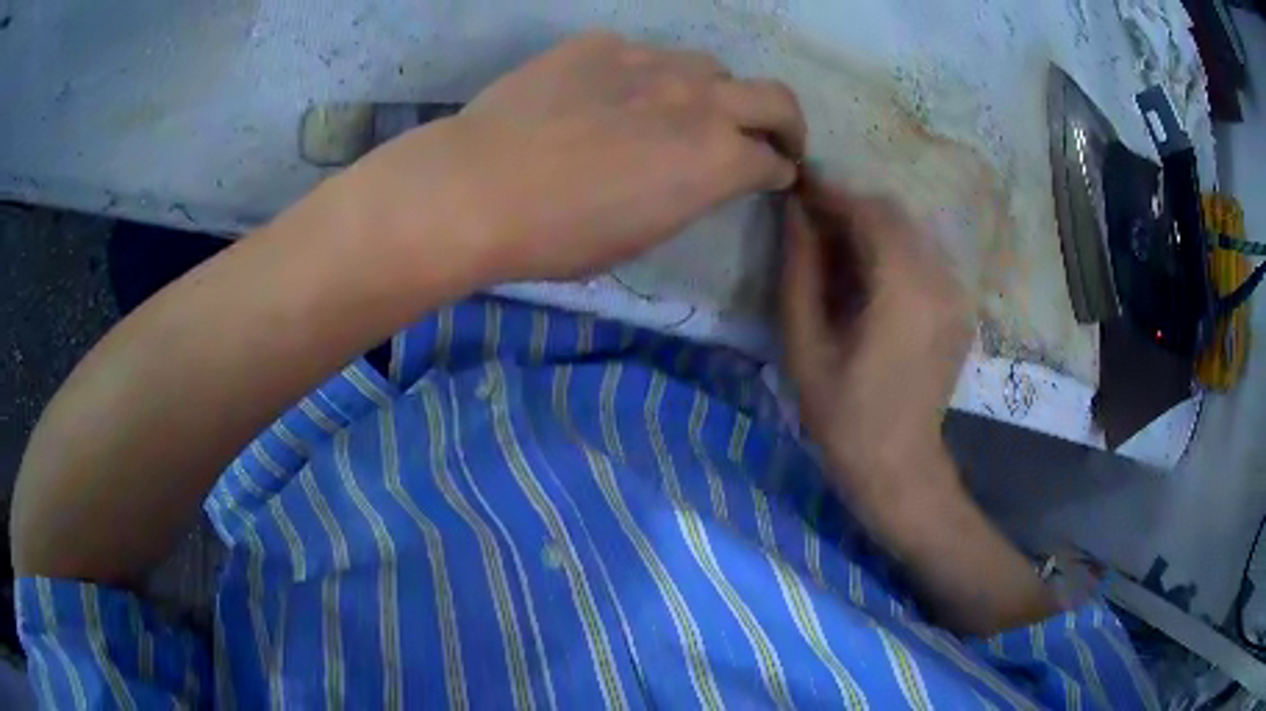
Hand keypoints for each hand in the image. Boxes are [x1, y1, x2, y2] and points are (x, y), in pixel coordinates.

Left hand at [347, 31, 804, 285]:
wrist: (477, 187)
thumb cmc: (558, 236)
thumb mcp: (641, 235)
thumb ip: (688, 194)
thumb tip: (700, 175)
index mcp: (717, 161)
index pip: (773, 162)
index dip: (778, 172)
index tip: (774, 176)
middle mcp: (698, 101)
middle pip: (775, 97)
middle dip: (787, 123)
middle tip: (775, 137)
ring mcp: (650, 63)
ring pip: (709, 66)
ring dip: (713, 91)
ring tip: (685, 109)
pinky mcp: (601, 45)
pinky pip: (642, 54)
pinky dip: (645, 76)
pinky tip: (612, 94)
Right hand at [781, 176, 973, 505]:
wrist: (899, 466)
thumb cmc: (844, 415)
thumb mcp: (806, 346)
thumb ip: (800, 272)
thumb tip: (795, 215)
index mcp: (903, 290)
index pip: (869, 212)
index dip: (831, 194)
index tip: (798, 189)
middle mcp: (940, 280)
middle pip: (895, 214)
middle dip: (851, 208)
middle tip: (812, 222)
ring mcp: (956, 294)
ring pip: (911, 232)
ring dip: (872, 228)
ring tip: (836, 249)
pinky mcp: (960, 307)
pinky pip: (925, 257)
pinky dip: (893, 250)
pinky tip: (869, 278)